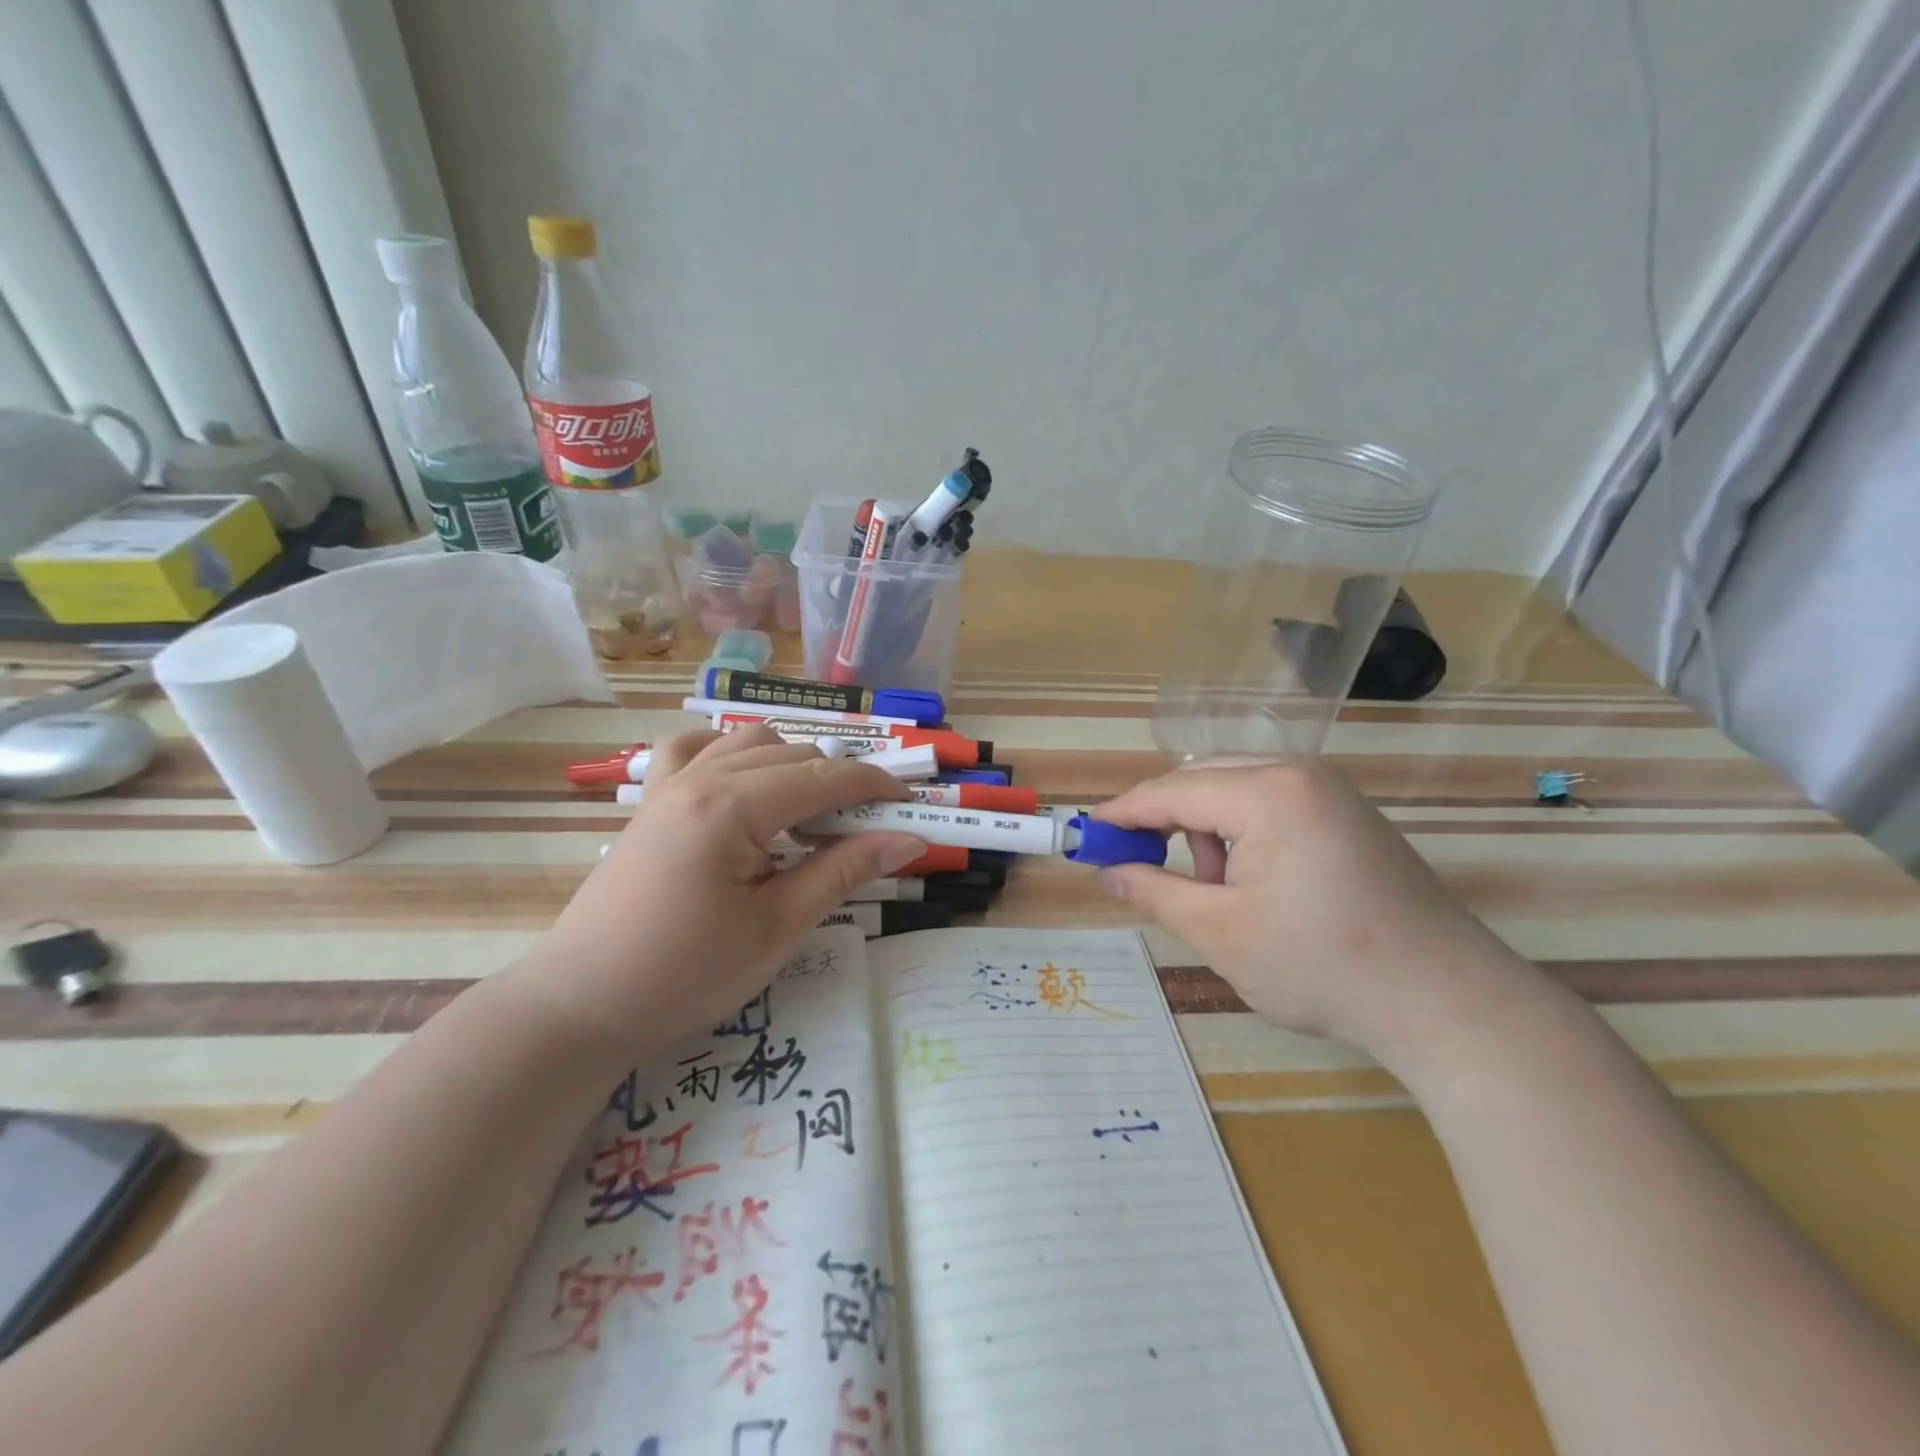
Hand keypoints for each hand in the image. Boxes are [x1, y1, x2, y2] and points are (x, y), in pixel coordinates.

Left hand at [508, 727, 924, 1065]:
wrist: (582, 1004)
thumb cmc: (685, 975)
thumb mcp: (777, 928)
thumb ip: (844, 872)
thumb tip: (908, 840)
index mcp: (734, 807)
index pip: (827, 777)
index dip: (878, 788)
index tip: (911, 811)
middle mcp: (703, 777)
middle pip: (796, 754)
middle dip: (841, 784)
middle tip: (862, 836)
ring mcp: (671, 783)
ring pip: (752, 742)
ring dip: (793, 767)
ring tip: (807, 819)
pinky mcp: (652, 800)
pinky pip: (697, 748)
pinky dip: (732, 753)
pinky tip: (743, 786)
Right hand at [1094, 761, 1536, 1067]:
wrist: (1447, 1003)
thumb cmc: (1321, 967)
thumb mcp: (1220, 933)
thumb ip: (1153, 891)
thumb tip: (1108, 870)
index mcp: (1267, 793)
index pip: (1170, 791)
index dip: (1122, 814)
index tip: (1086, 836)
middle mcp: (1299, 775)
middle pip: (1202, 781)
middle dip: (1168, 825)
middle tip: (1147, 872)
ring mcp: (1330, 792)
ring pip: (1235, 792)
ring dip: (1209, 834)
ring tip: (1223, 896)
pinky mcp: (1348, 815)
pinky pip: (1271, 806)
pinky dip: (1245, 837)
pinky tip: (1260, 887)